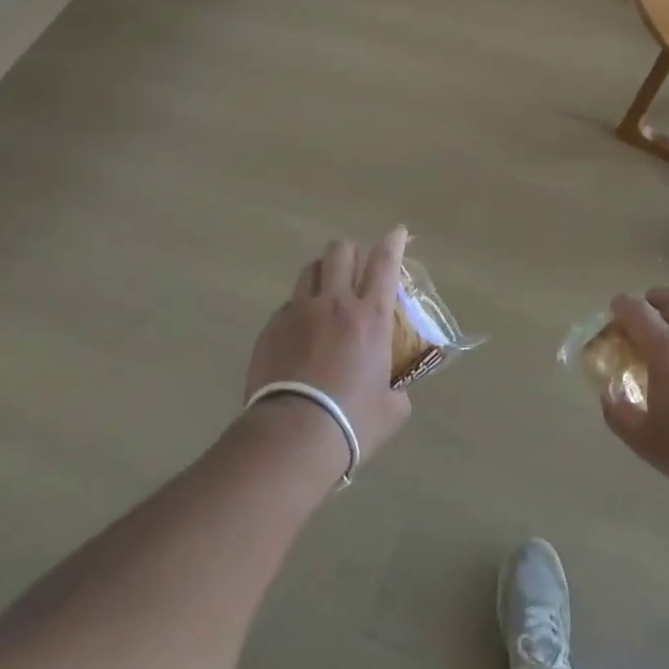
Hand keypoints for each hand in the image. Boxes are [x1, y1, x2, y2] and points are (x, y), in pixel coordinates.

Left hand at [246, 228, 413, 465]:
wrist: (292, 436)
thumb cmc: (352, 423)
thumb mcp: (391, 410)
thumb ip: (397, 391)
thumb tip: (395, 392)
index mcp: (372, 317)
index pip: (385, 263)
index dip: (393, 242)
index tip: (397, 232)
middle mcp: (335, 303)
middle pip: (341, 251)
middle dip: (351, 251)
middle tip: (356, 267)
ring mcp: (298, 312)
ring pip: (309, 269)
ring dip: (322, 272)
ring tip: (326, 289)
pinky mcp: (271, 328)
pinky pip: (287, 304)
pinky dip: (298, 308)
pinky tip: (300, 330)